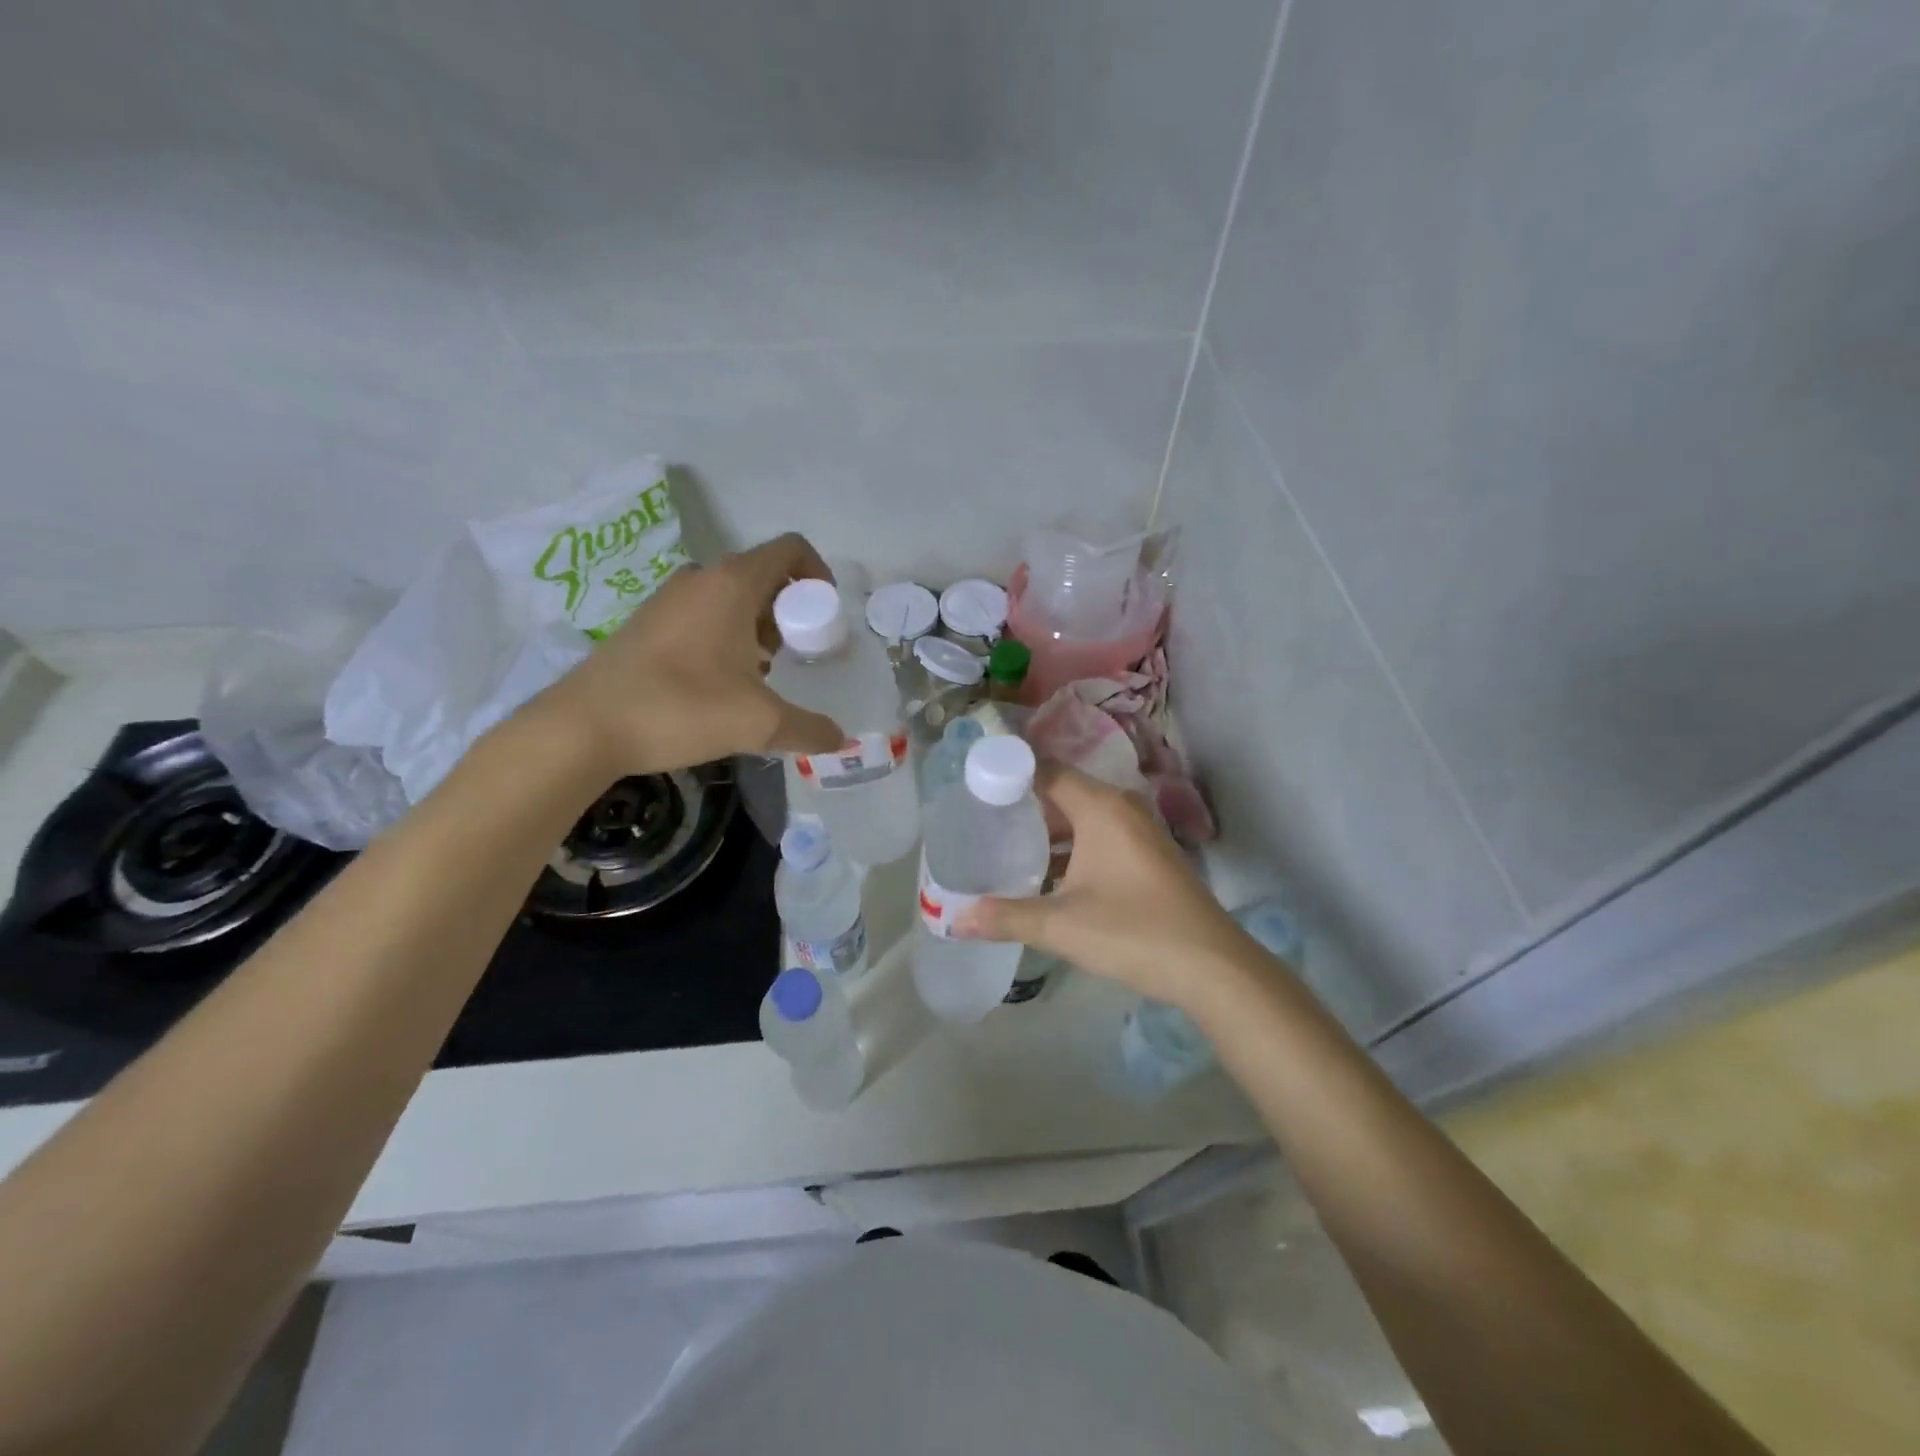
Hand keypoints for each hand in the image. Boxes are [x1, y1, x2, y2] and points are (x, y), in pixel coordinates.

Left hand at [541, 533, 846, 775]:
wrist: (584, 727)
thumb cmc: (680, 708)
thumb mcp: (758, 723)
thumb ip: (809, 729)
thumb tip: (840, 739)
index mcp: (732, 584)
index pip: (791, 550)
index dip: (819, 576)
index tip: (825, 619)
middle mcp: (701, 579)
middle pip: (764, 575)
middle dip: (791, 611)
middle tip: (798, 655)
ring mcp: (669, 600)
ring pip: (732, 597)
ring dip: (759, 627)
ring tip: (763, 675)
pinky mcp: (648, 624)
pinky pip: (704, 615)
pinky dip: (727, 636)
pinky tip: (722, 684)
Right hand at [955, 765, 1264, 1009]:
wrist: (1213, 967)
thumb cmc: (1134, 932)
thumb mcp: (1061, 926)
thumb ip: (1006, 917)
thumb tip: (956, 920)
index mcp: (1100, 807)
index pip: (1045, 772)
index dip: (1009, 775)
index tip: (973, 787)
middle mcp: (1121, 808)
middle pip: (1062, 793)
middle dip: (1023, 807)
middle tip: (980, 822)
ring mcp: (1140, 832)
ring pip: (1082, 819)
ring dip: (1048, 833)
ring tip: (1004, 849)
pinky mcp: (1148, 856)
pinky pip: (1099, 837)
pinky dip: (1072, 848)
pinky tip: (1047, 877)